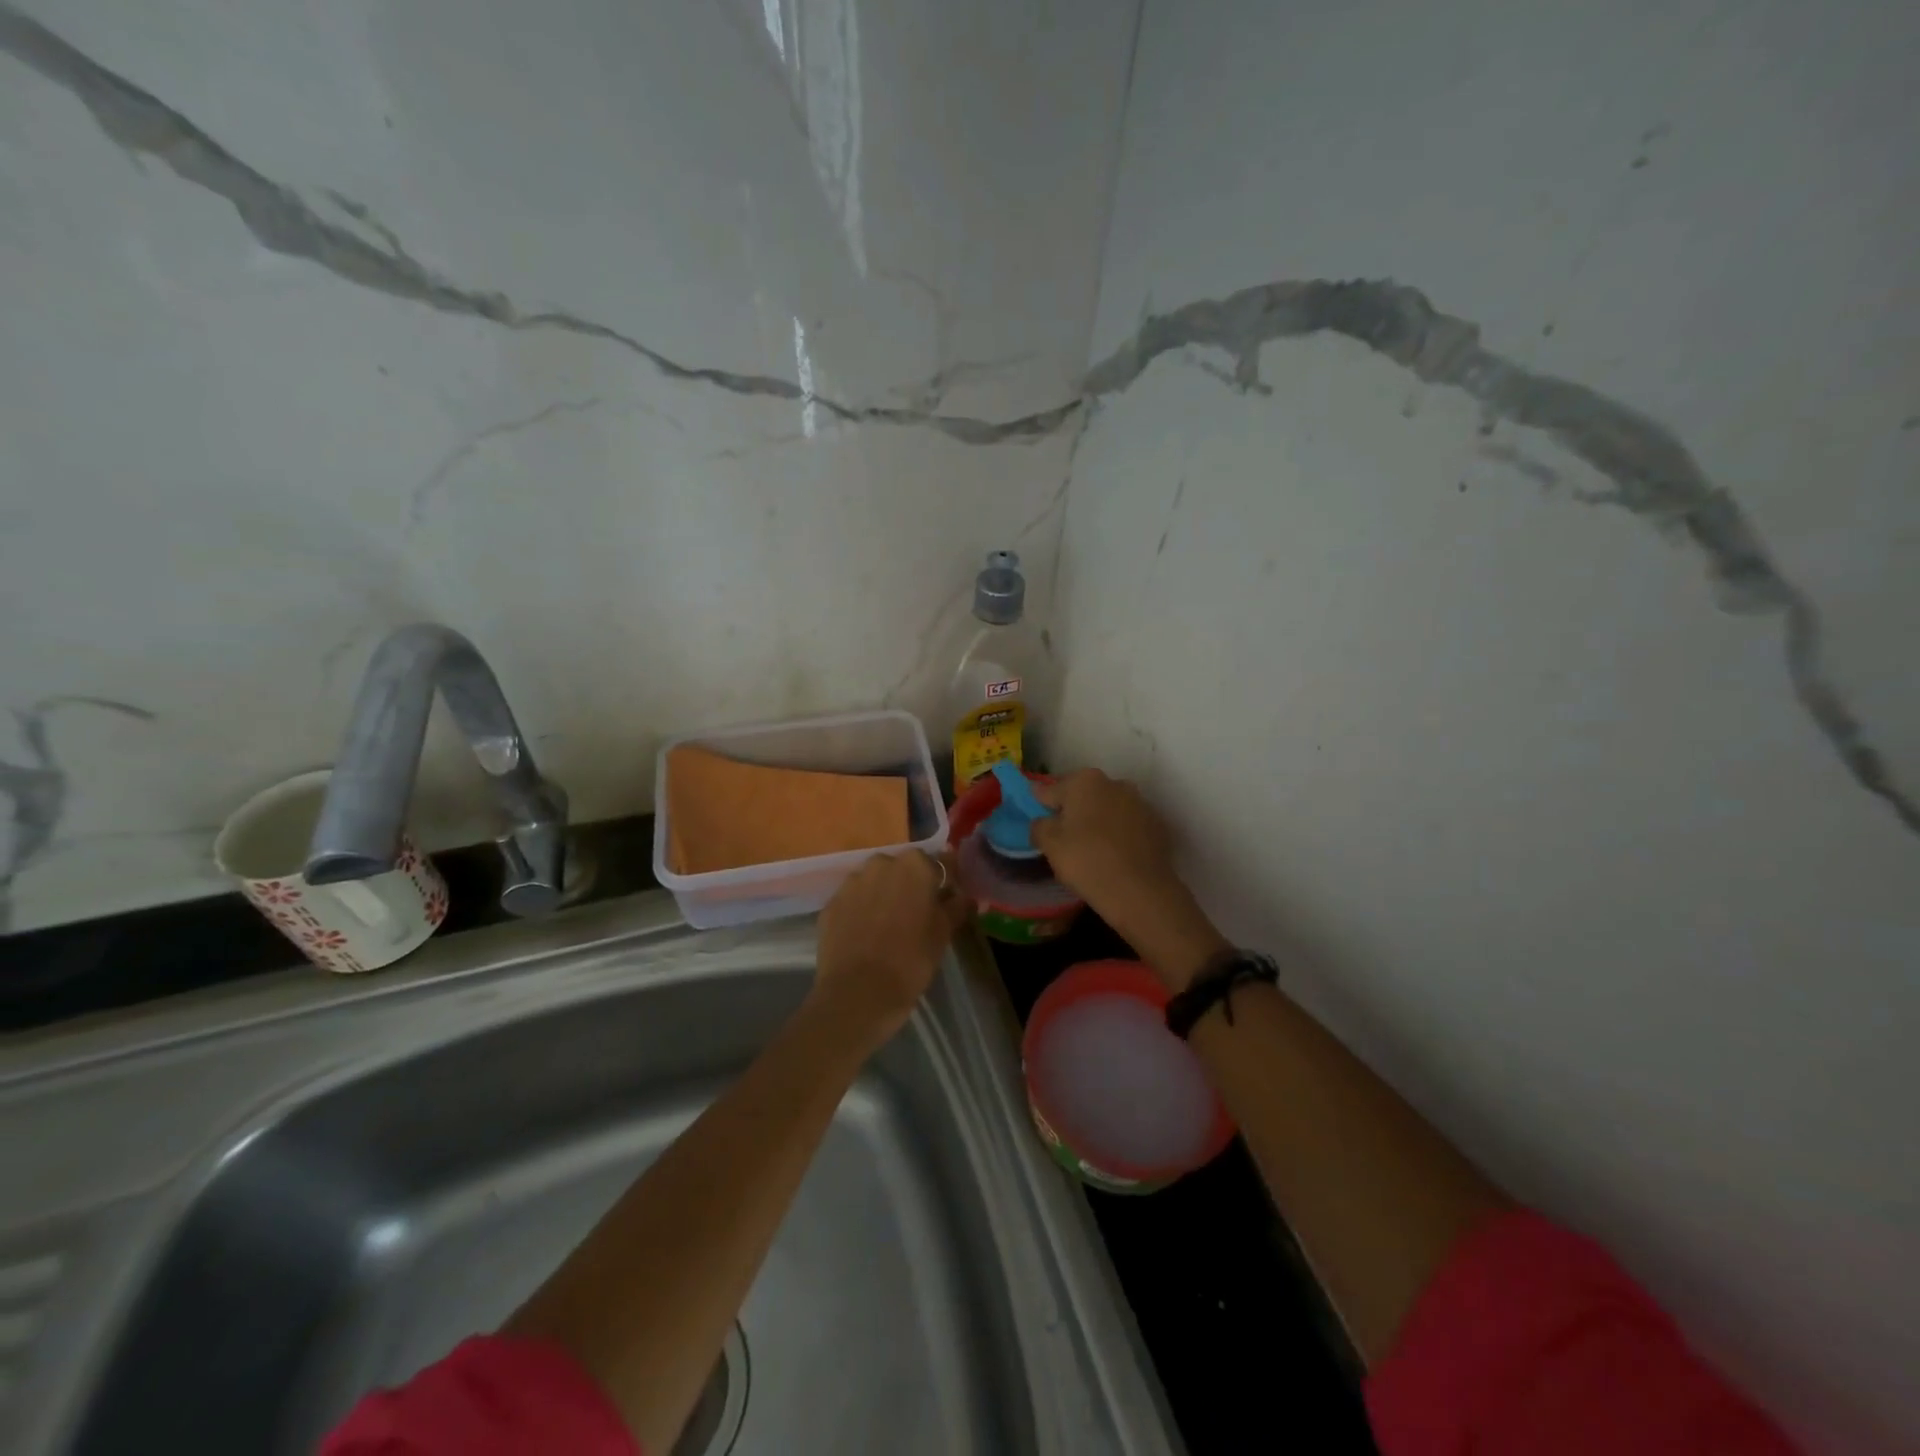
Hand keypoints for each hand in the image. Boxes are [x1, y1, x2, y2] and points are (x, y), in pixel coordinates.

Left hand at [814, 851, 967, 1039]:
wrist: (859, 992)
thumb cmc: (912, 959)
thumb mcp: (944, 933)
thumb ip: (957, 907)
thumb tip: (965, 897)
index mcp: (914, 865)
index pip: (939, 864)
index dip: (945, 883)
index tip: (948, 901)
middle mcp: (881, 863)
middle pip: (903, 869)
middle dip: (910, 886)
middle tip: (917, 915)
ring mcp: (851, 882)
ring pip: (874, 883)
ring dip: (883, 896)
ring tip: (888, 927)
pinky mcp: (831, 904)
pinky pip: (853, 901)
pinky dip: (861, 912)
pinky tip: (866, 936)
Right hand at [1031, 770, 1228, 988]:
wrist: (1140, 892)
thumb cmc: (1087, 861)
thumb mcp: (1050, 844)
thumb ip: (1039, 826)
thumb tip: (1043, 822)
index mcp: (1085, 781)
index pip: (1052, 789)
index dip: (1042, 804)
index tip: (1039, 818)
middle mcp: (1115, 783)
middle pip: (1084, 795)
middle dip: (1073, 811)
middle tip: (1064, 837)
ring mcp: (1140, 803)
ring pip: (1109, 809)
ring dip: (1099, 821)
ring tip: (1091, 849)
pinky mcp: (1157, 825)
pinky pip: (1129, 826)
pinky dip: (1120, 835)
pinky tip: (1115, 856)